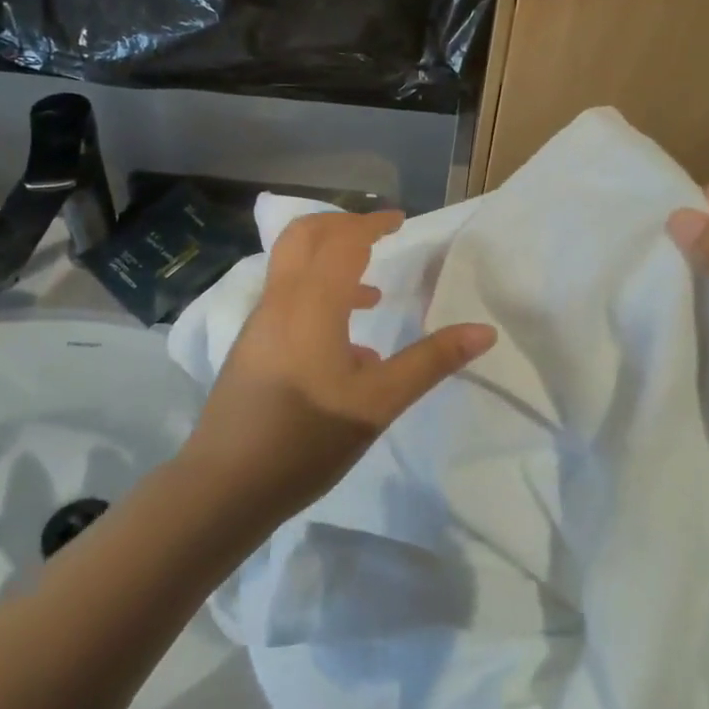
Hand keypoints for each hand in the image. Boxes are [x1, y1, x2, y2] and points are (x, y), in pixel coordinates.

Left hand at [177, 209, 495, 529]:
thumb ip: (431, 361)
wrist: (223, 488)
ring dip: (329, 262)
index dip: (372, 223)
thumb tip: (484, 330)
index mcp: (312, 303)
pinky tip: (346, 347)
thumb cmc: (306, 440)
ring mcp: (260, 323)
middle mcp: (280, 300)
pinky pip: (286, 298)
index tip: (400, 220)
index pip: (343, 241)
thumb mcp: (378, 403)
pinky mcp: (251, 347)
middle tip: (378, 236)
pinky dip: (316, 295)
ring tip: (372, 293)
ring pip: (291, 266)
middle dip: (342, 226)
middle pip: (304, 235)